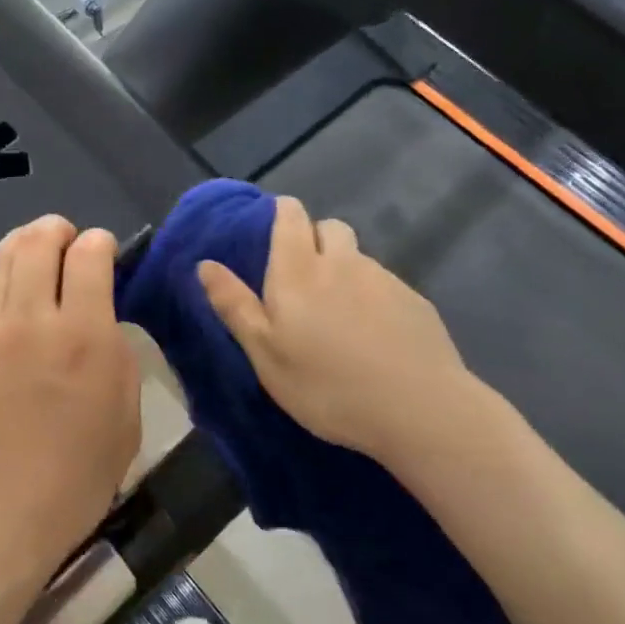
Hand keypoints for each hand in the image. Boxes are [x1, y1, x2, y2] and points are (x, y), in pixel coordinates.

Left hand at [0, 216, 140, 601]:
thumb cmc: (76, 477)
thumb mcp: (125, 414)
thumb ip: (115, 350)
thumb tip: (99, 316)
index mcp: (83, 334)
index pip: (88, 255)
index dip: (98, 242)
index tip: (101, 248)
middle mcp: (30, 319)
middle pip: (38, 242)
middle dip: (57, 230)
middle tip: (65, 237)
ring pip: (0, 259)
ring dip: (22, 243)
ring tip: (33, 247)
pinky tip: (5, 291)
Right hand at [197, 195, 495, 470]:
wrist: (419, 410)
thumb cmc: (326, 385)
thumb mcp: (265, 353)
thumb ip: (235, 305)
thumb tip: (205, 264)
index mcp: (299, 270)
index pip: (290, 216)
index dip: (281, 214)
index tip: (274, 230)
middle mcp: (343, 262)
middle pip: (329, 227)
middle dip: (314, 237)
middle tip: (304, 277)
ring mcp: (384, 279)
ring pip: (358, 258)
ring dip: (344, 270)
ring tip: (340, 315)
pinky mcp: (415, 301)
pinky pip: (385, 284)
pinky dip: (373, 297)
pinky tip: (374, 336)